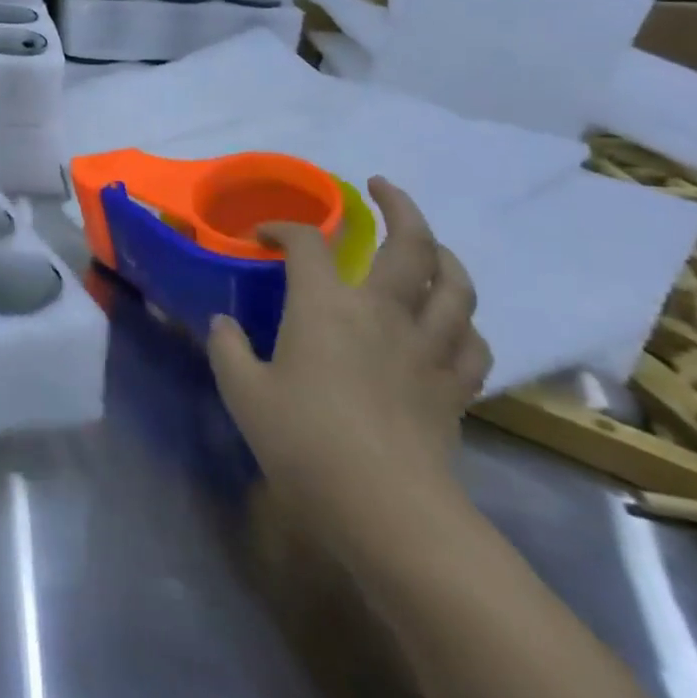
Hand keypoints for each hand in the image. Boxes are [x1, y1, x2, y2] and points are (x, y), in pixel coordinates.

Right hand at [207, 178, 490, 548]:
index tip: (262, 235)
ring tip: (427, 244)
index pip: (307, 243)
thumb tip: (224, 325)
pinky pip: (472, 340)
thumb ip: (227, 348)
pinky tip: (451, 322)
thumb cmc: (304, 441)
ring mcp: (427, 347)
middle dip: (396, 206)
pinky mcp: (455, 386)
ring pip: (454, 284)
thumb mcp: (243, 392)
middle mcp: (383, 311)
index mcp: (325, 304)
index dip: (283, 228)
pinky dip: (462, 321)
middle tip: (380, 188)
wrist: (387, 509)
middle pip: (408, 242)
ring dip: (442, 254)